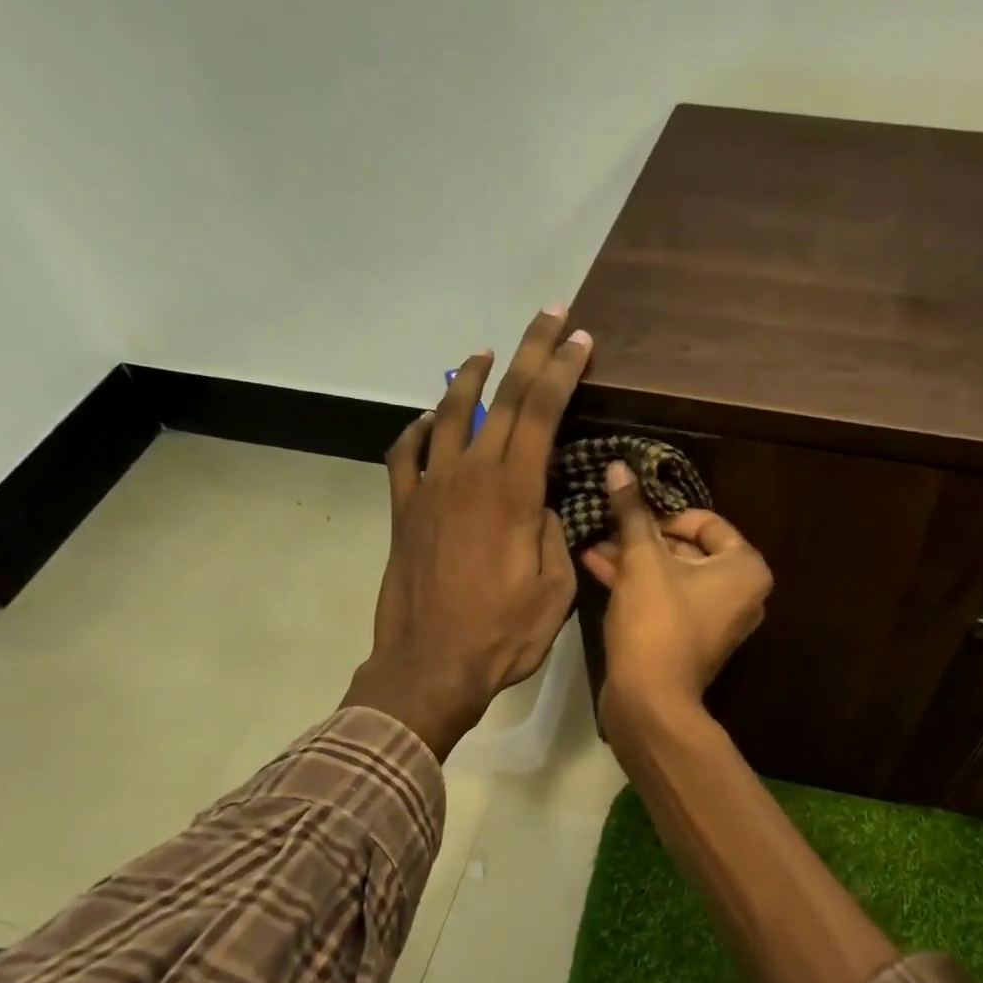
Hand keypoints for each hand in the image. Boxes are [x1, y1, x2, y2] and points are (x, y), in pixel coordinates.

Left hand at [343, 308, 587, 758]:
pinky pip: (406, 454)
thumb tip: (541, 504)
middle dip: (529, 353)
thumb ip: (553, 535)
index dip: (562, 370)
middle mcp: (468, 475)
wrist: (430, 667)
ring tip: (486, 354)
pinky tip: (427, 423)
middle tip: (548, 316)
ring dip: (470, 379)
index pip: (541, 412)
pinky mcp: (403, 511)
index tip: (579, 338)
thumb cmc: (502, 635)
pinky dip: (418, 430)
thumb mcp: (555, 590)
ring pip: (447, 414)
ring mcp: (429, 489)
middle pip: (501, 399)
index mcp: (512, 492)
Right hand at [582, 461, 771, 736]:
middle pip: (688, 549)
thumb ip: (632, 512)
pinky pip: (668, 600)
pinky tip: (598, 566)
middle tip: (607, 525)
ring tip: (594, 543)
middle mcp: (741, 593)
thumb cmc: (656, 621)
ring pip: (673, 576)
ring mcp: (717, 619)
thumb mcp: (641, 560)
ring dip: (634, 559)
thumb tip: (620, 467)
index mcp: (746, 568)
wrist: (650, 699)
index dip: (664, 514)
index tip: (630, 513)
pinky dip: (640, 585)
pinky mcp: (692, 639)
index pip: (706, 522)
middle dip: (643, 537)